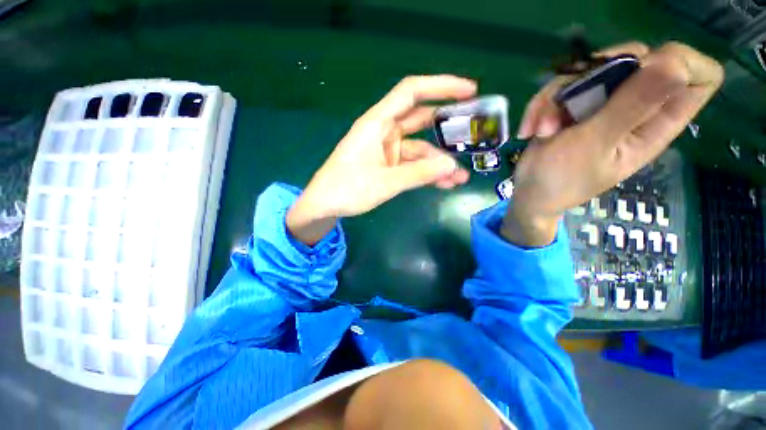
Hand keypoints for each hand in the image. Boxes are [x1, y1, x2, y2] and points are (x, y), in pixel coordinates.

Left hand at [287, 75, 475, 244]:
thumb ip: (418, 173)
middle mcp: (384, 132)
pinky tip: (444, 184)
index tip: (469, 90)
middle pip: (421, 120)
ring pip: (420, 150)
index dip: (440, 86)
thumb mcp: (385, 182)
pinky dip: (427, 173)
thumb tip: (452, 166)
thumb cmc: (347, 189)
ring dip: (439, 163)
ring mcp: (387, 150)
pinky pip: (413, 165)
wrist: (325, 205)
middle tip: (474, 132)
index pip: (411, 93)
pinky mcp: (388, 166)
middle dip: (447, 127)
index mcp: (377, 124)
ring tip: (460, 178)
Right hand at [502, 41, 723, 246]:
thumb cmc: (561, 180)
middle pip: (637, 58)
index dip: (680, 63)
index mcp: (657, 123)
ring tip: (541, 130)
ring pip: (590, 70)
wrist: (528, 193)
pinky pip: (562, 86)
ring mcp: (602, 104)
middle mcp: (635, 107)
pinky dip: (541, 105)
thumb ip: (633, 106)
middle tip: (568, 103)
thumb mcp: (595, 145)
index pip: (700, 77)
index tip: (639, 74)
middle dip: (595, 74)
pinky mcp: (574, 106)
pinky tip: (530, 130)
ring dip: (555, 99)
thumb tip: (677, 63)